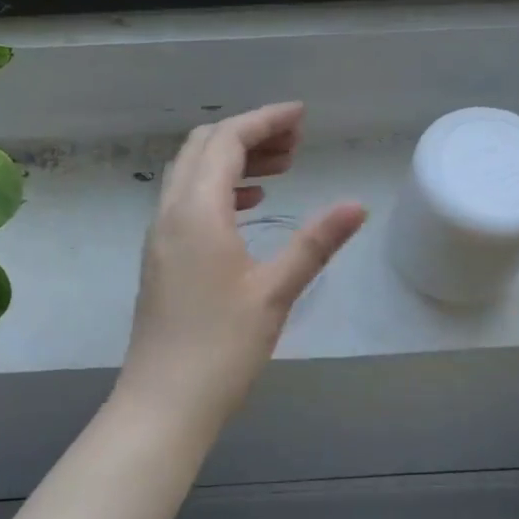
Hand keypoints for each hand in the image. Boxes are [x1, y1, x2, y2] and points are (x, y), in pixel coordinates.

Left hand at [116, 103, 365, 432]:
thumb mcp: (276, 291)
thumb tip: (357, 205)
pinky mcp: (162, 256)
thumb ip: (316, 242)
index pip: (227, 140)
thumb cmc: (222, 347)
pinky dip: (219, 187)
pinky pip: (188, 200)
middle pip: (204, 147)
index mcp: (197, 210)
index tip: (302, 116)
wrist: (164, 402)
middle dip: (250, 134)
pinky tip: (250, 205)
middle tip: (296, 142)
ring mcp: (161, 235)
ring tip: (282, 168)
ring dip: (234, 159)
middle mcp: (171, 212)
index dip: (265, 120)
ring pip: (193, 172)